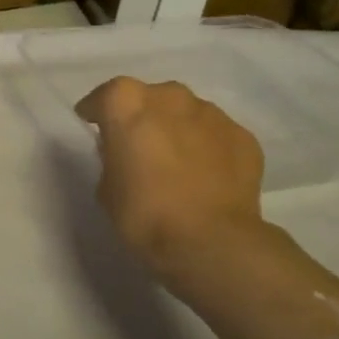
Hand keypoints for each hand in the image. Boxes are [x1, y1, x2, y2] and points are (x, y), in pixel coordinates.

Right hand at [75, 77, 267, 292]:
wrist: (210, 241)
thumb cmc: (144, 213)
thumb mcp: (106, 187)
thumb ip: (113, 158)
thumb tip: (127, 154)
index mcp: (127, 102)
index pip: (105, 97)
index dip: (98, 113)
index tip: (95, 127)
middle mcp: (169, 96)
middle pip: (150, 98)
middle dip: (144, 116)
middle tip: (141, 147)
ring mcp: (211, 113)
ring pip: (186, 113)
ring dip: (178, 129)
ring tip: (178, 162)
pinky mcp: (243, 136)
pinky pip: (216, 135)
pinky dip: (209, 148)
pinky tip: (207, 175)